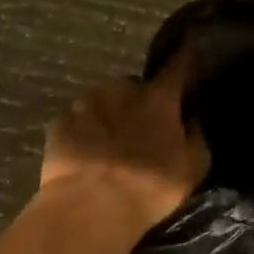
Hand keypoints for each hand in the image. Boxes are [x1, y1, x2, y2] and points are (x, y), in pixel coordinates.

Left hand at [37, 46, 207, 253]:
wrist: (87, 209)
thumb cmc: (148, 187)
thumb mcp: (192, 169)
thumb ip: (195, 138)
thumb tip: (191, 120)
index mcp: (157, 98)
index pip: (177, 66)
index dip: (185, 55)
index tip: (190, 43)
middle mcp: (121, 89)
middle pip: (134, 87)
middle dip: (139, 102)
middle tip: (142, 132)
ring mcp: (85, 103)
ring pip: (104, 101)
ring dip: (110, 116)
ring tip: (110, 147)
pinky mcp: (58, 123)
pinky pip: (77, 122)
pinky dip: (84, 133)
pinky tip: (86, 156)